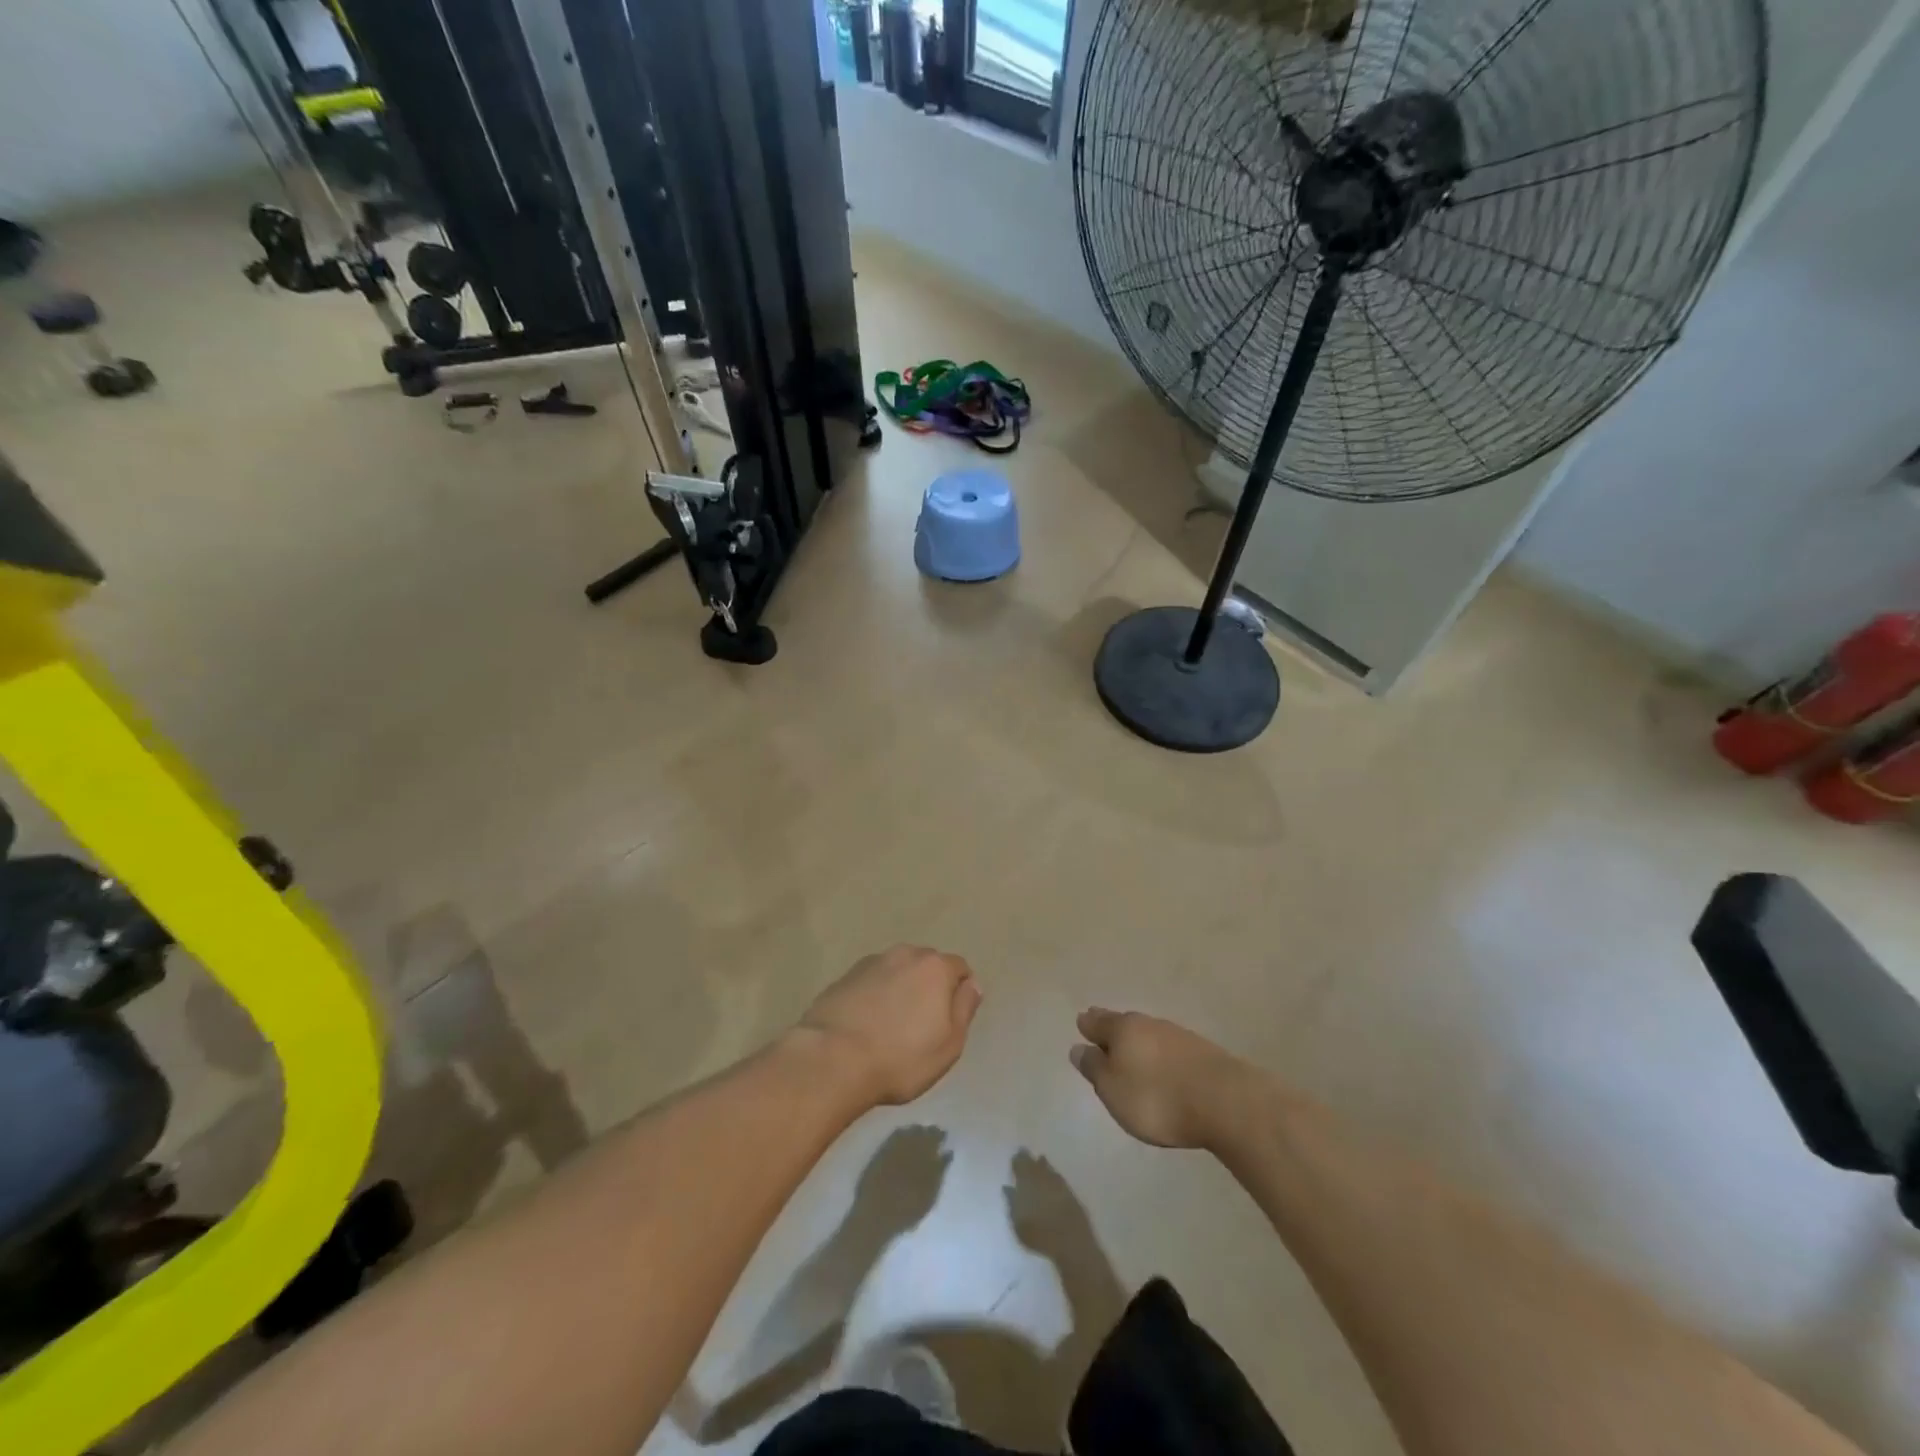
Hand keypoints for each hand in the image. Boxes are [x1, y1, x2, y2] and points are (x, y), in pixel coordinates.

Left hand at [797, 945, 981, 1107]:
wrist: (832, 1059)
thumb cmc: (900, 1058)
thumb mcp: (949, 1044)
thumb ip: (965, 1009)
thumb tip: (972, 984)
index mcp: (935, 967)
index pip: (959, 967)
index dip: (959, 992)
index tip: (950, 1020)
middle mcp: (904, 954)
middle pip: (926, 965)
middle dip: (929, 986)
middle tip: (922, 1023)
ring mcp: (871, 963)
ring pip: (897, 971)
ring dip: (900, 988)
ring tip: (891, 1024)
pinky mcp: (844, 977)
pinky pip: (871, 982)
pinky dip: (874, 995)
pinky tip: (866, 1023)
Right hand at [1071, 1008, 1252, 1148]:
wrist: (1226, 1102)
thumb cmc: (1157, 1098)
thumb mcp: (1113, 1090)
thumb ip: (1094, 1068)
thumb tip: (1078, 1048)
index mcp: (1123, 1029)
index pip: (1098, 1022)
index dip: (1088, 1025)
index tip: (1082, 1023)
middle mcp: (1149, 1024)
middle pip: (1124, 1024)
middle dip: (1112, 1028)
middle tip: (1102, 1031)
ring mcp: (1178, 1036)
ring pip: (1149, 1034)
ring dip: (1139, 1042)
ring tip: (1132, 1052)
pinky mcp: (1202, 1052)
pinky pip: (1170, 1048)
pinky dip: (1161, 1055)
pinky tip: (1163, 1066)